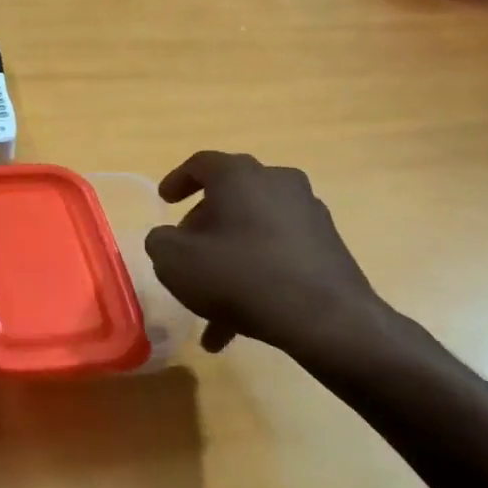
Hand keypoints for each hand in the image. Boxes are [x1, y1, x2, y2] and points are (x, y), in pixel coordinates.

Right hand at [144, 151, 412, 368]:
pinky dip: (255, 276)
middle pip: (230, 196)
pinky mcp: (327, 244)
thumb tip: (167, 238)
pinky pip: (277, 253)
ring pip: (252, 231)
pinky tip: (239, 324)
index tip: (164, 201)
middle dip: (203, 226)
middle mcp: (277, 182)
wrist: (325, 318)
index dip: (177, 180)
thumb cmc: (240, 277)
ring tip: (209, 308)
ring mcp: (307, 212)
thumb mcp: (176, 262)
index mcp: (239, 176)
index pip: (201, 164)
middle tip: (185, 253)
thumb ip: (160, 242)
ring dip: (227, 260)